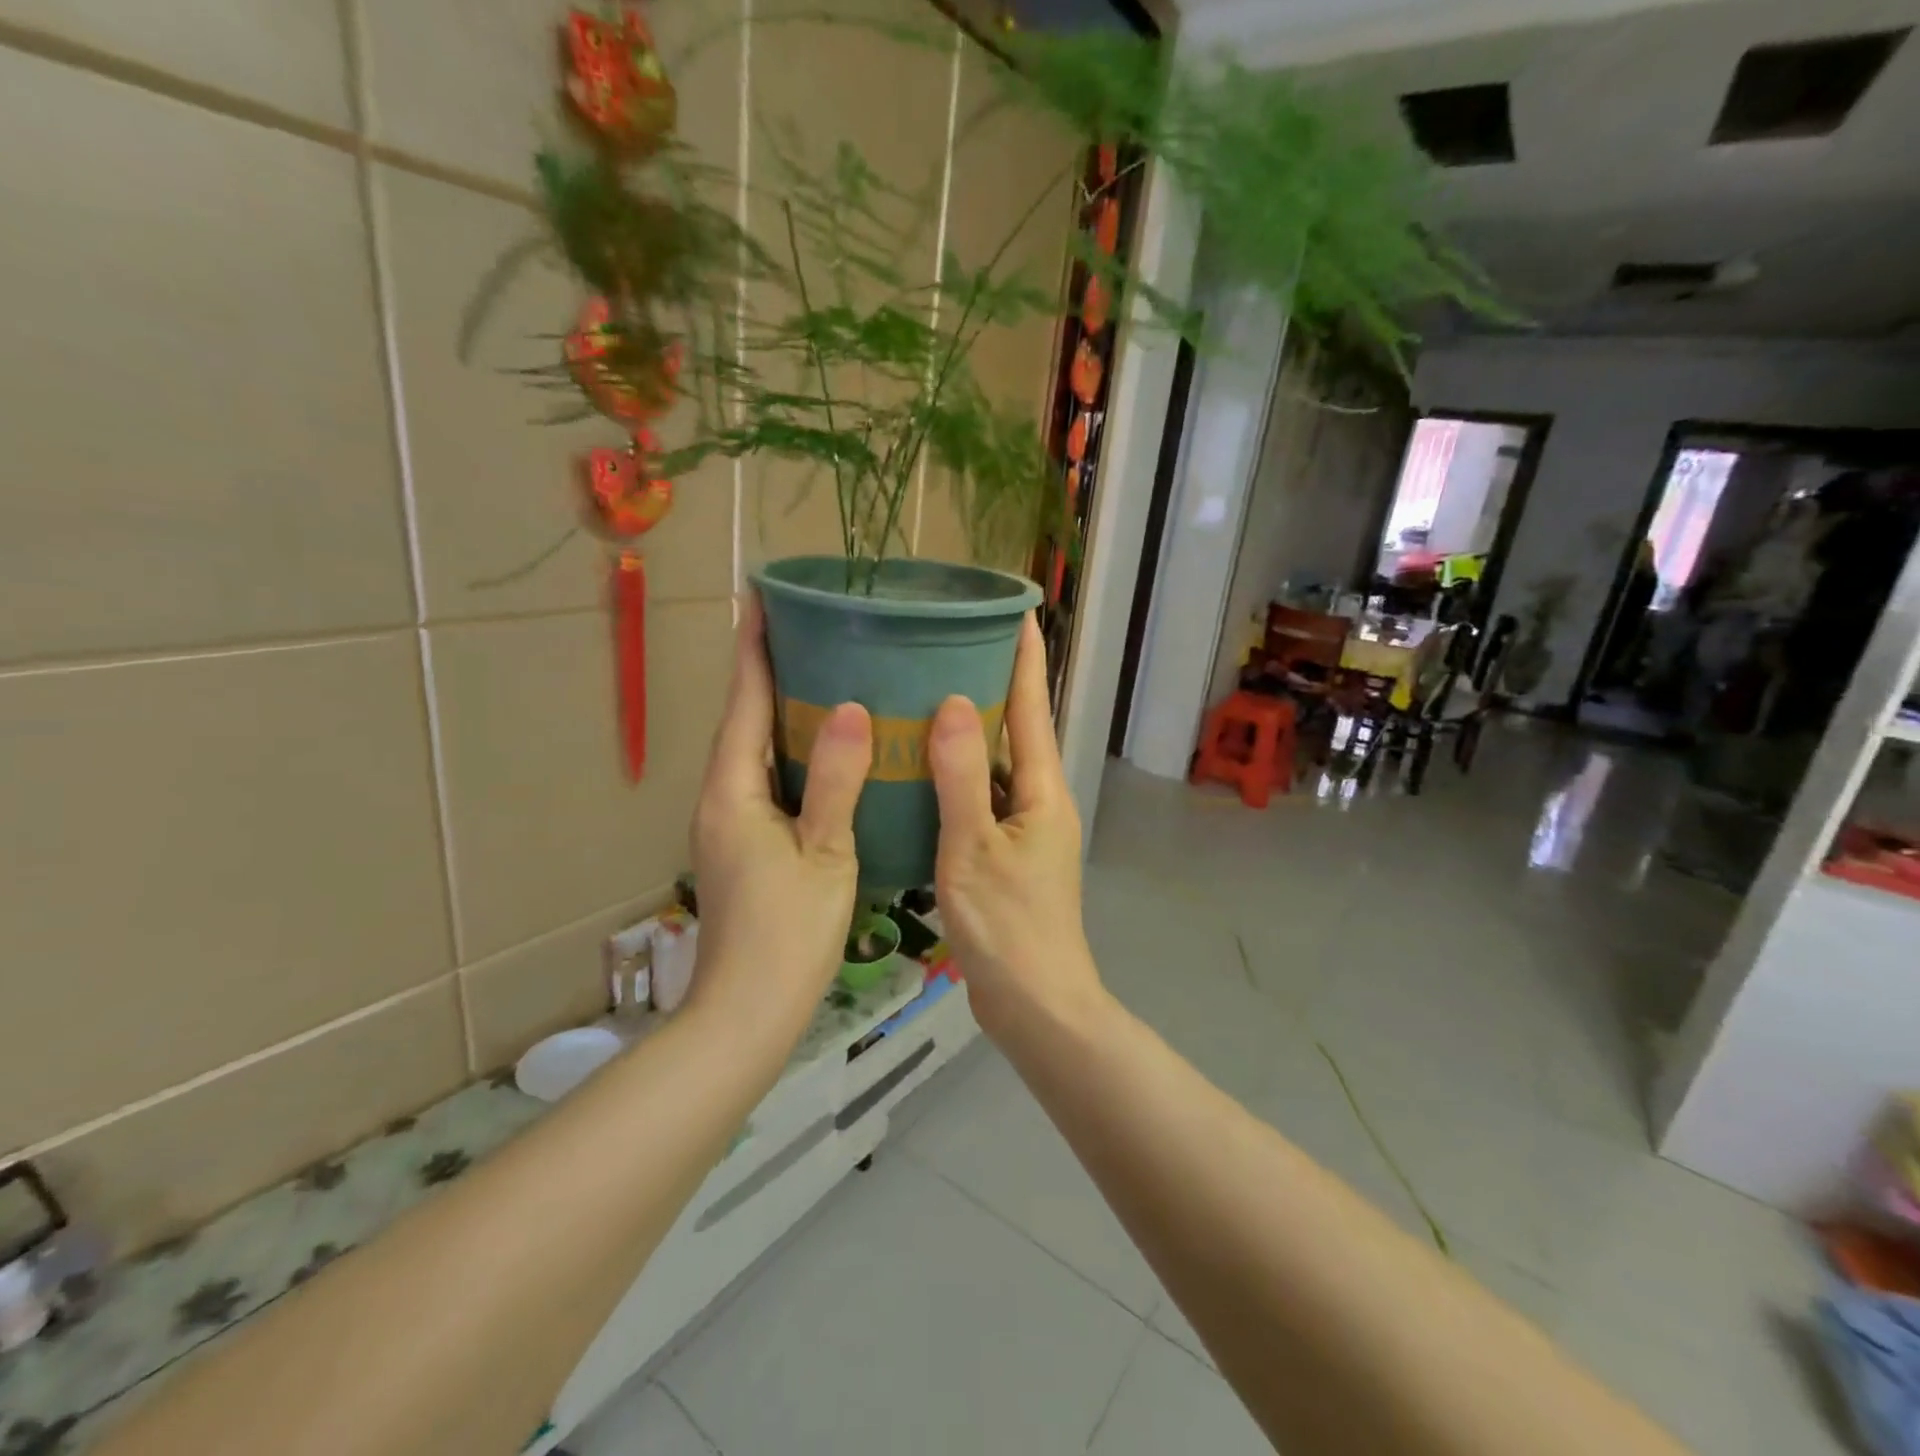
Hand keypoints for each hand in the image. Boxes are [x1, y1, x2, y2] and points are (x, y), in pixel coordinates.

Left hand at [688, 596, 872, 1037]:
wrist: (746, 1011)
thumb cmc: (786, 933)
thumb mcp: (825, 854)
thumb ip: (838, 781)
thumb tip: (852, 708)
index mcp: (734, 790)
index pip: (745, 701)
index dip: (755, 648)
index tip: (764, 596)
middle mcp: (723, 796)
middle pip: (746, 718)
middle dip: (771, 669)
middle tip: (813, 627)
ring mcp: (731, 821)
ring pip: (757, 749)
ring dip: (782, 708)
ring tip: (825, 672)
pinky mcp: (746, 843)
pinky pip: (768, 777)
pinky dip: (793, 750)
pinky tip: (829, 749)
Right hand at [928, 615, 1103, 1040]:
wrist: (1034, 1005)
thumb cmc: (1007, 927)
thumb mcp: (973, 847)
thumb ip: (963, 775)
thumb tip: (955, 700)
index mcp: (1042, 789)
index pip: (1034, 706)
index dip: (1026, 656)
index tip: (1015, 610)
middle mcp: (1039, 800)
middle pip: (1017, 730)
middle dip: (993, 684)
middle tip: (949, 643)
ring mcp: (1023, 829)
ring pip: (995, 765)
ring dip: (970, 731)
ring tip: (925, 693)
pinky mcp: (1005, 854)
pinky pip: (980, 798)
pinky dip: (956, 776)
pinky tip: (918, 769)